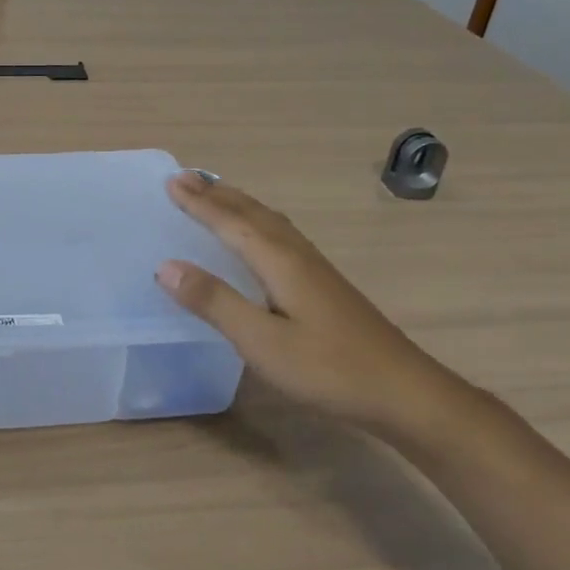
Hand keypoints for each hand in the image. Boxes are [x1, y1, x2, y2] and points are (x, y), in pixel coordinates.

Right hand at [156, 173, 469, 440]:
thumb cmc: (328, 368)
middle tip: (185, 177)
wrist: (404, 392)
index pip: (230, 223)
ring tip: (217, 193)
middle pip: (252, 214)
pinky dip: (259, 222)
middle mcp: (297, 255)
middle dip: (217, 195)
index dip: (199, 203)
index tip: (170, 182)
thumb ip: (215, 302)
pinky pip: (282, 235)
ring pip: (271, 222)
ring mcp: (316, 269)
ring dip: (239, 204)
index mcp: (280, 262)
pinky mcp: (325, 285)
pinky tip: (262, 236)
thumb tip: (166, 266)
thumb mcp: (262, 341)